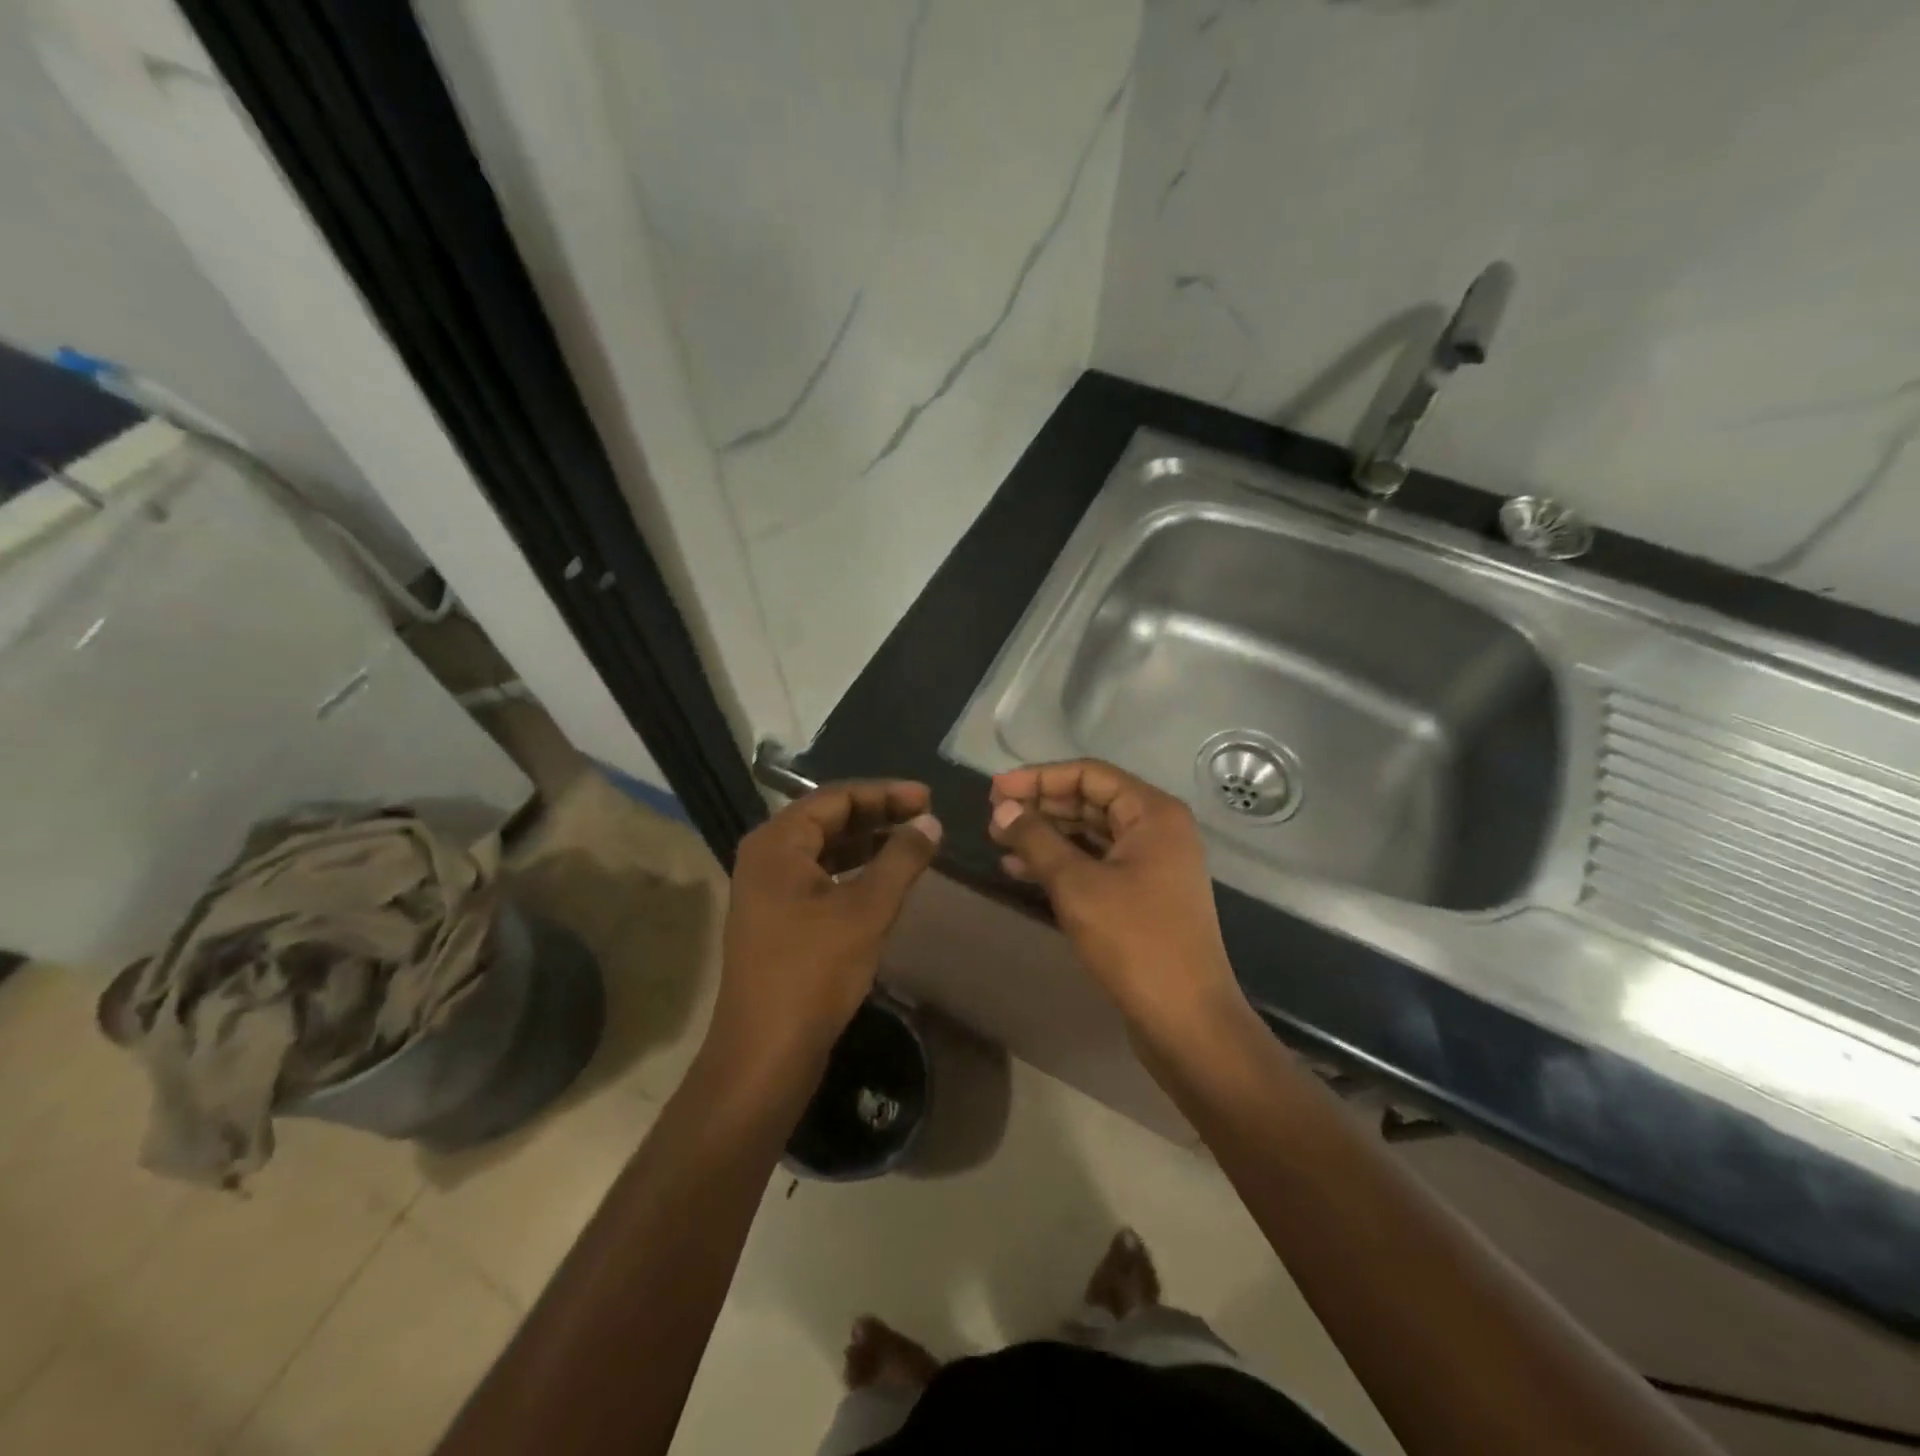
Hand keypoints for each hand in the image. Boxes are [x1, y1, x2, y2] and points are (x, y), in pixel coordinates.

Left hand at [710, 781, 941, 1076]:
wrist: (765, 1053)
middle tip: (925, 816)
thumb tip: (931, 823)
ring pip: (825, 850)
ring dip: (868, 843)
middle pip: (828, 820)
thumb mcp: (866, 910)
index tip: (928, 797)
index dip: (885, 793)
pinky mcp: (777, 918)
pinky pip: (820, 877)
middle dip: (878, 815)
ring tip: (912, 842)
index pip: (835, 798)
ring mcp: (768, 890)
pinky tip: (885, 879)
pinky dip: (854, 871)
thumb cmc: (813, 972)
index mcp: (776, 843)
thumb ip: (901, 859)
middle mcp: (766, 857)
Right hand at [988, 760, 1241, 1041]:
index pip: (1089, 775)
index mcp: (1152, 813)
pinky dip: (1061, 863)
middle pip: (1090, 801)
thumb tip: (1002, 808)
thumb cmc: (1134, 941)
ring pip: (1090, 835)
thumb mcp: (1076, 884)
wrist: (1186, 1020)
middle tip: (993, 816)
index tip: (995, 790)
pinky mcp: (1142, 895)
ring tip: (999, 842)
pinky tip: (1020, 871)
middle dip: (1040, 806)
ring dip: (1046, 836)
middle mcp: (1157, 830)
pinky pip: (1096, 864)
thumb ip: (1036, 839)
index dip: (1038, 778)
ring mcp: (1152, 864)